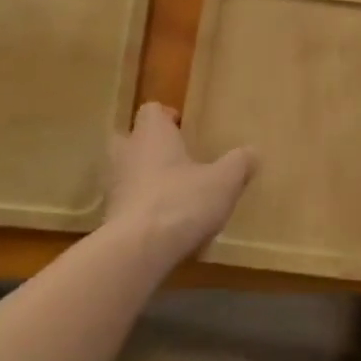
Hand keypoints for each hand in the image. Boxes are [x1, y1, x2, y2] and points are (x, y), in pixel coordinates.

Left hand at [104, 103, 253, 268]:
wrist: (138, 250)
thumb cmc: (181, 201)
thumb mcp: (223, 182)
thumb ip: (238, 163)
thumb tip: (252, 151)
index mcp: (152, 134)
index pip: (151, 110)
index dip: (167, 116)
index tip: (184, 128)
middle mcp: (126, 153)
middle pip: (129, 138)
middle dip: (148, 146)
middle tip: (175, 158)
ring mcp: (112, 186)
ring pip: (125, 172)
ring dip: (143, 178)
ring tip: (172, 193)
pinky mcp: (108, 217)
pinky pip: (125, 203)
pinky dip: (140, 208)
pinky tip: (163, 224)